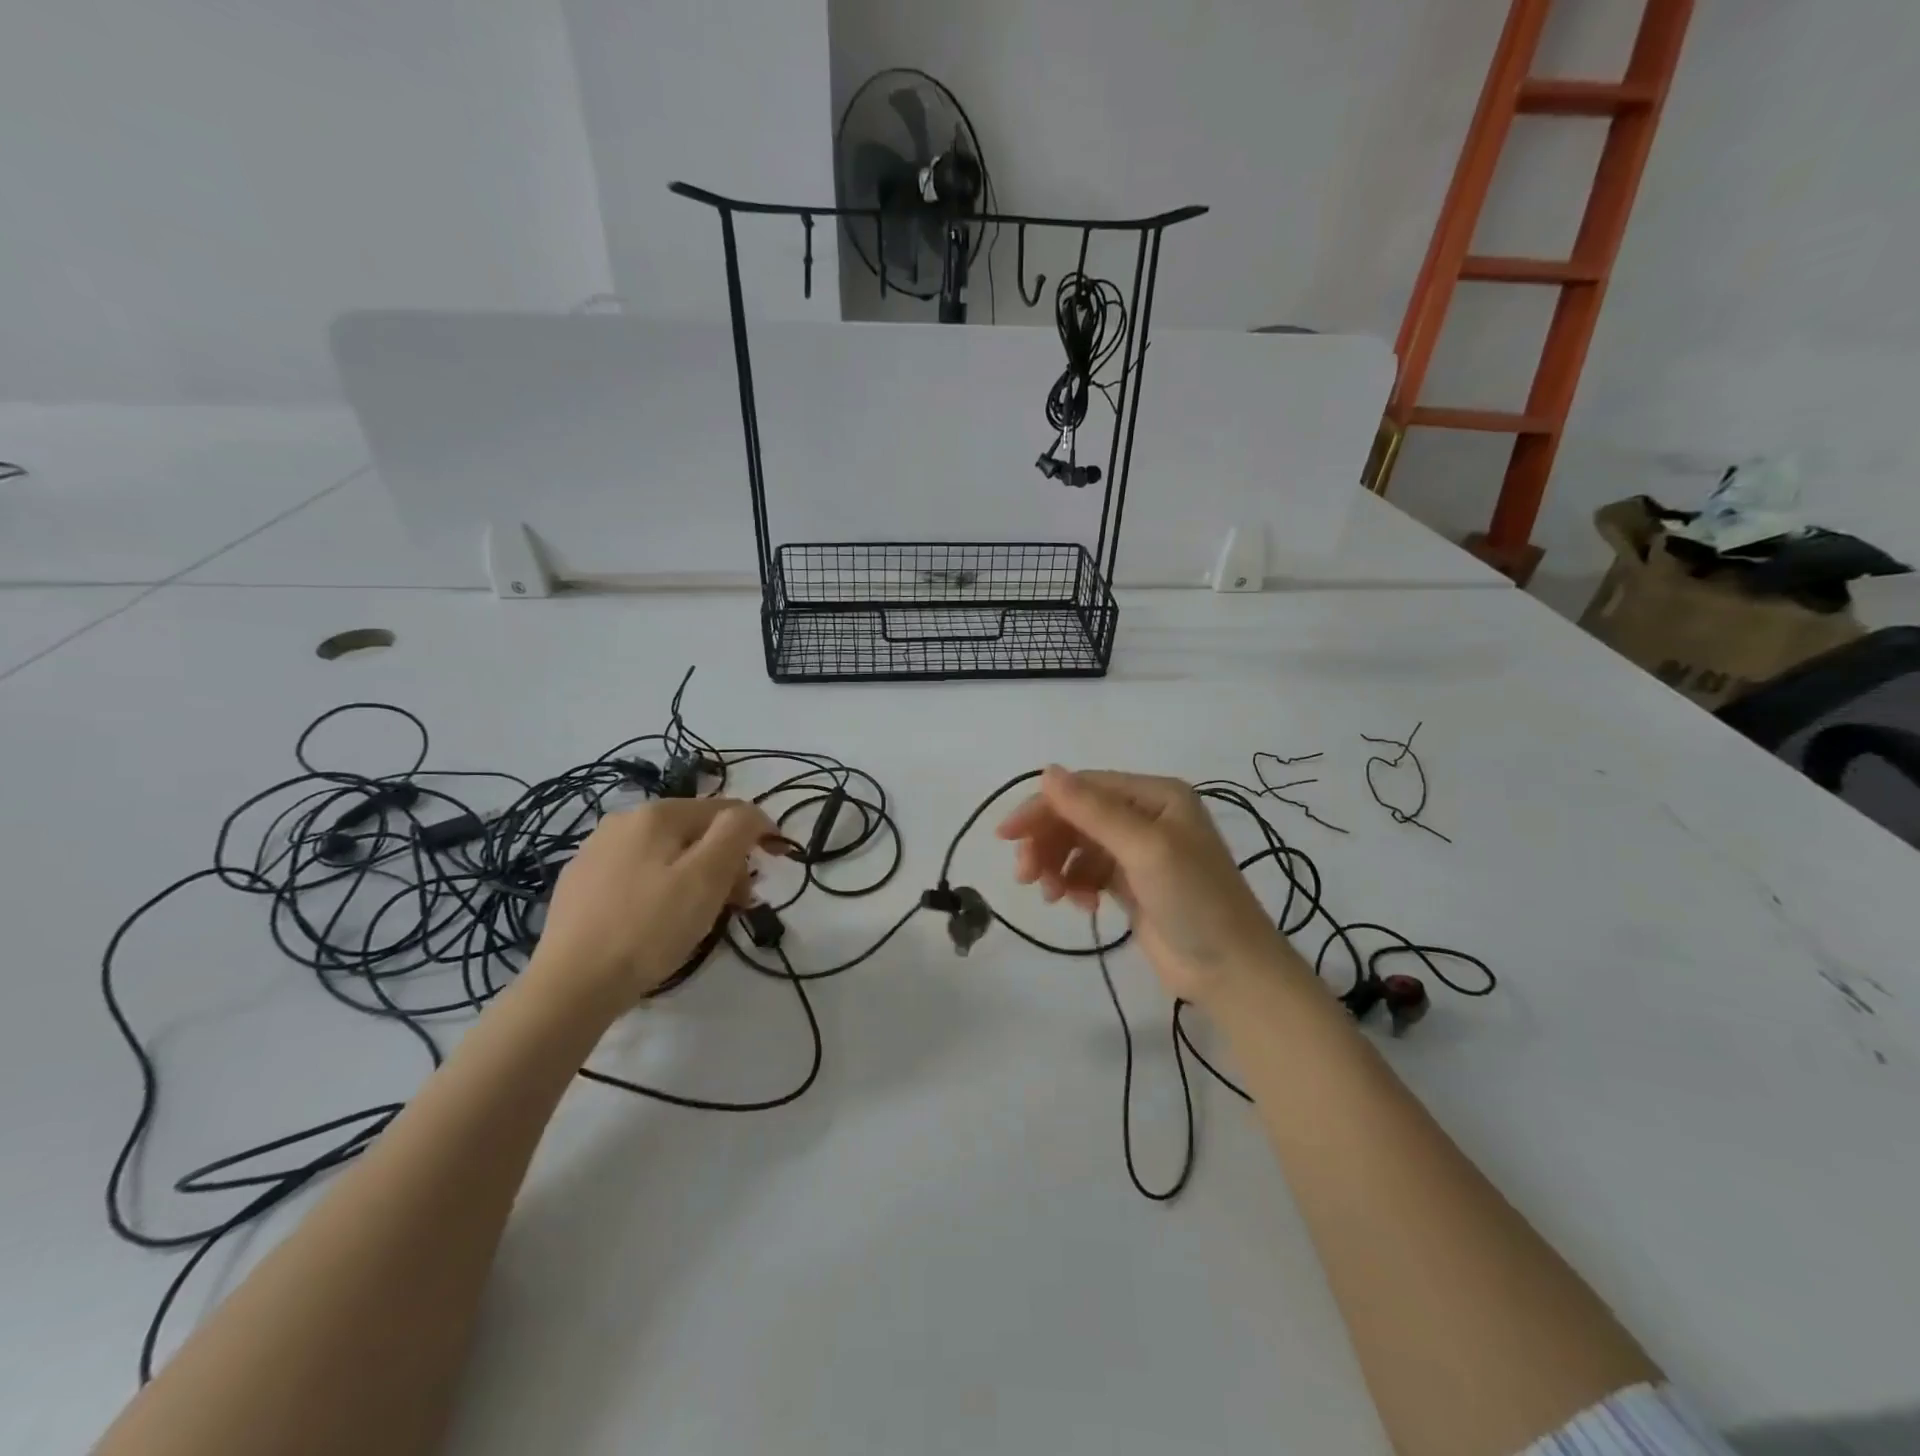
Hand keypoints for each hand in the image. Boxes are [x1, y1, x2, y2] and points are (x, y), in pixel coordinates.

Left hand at [533, 797, 779, 1013]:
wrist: (570, 986)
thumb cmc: (650, 928)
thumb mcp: (707, 876)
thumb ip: (736, 832)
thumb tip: (752, 814)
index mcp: (656, 813)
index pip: (725, 809)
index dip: (757, 833)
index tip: (774, 867)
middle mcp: (623, 821)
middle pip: (695, 832)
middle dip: (726, 861)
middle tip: (738, 904)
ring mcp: (595, 852)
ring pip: (667, 854)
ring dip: (696, 876)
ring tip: (701, 917)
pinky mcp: (580, 885)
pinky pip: (638, 874)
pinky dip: (662, 889)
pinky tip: (658, 921)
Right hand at [996, 766, 1300, 1005]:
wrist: (1230, 970)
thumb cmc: (1194, 899)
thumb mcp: (1144, 848)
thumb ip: (1094, 810)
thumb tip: (1047, 771)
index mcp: (1155, 795)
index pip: (1085, 788)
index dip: (1043, 807)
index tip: (1006, 836)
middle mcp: (1146, 815)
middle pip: (1078, 817)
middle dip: (1047, 842)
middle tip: (1024, 875)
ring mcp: (1138, 852)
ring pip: (1078, 846)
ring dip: (1057, 866)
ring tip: (1051, 895)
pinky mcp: (1131, 884)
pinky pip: (1087, 872)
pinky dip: (1075, 885)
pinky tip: (1081, 906)